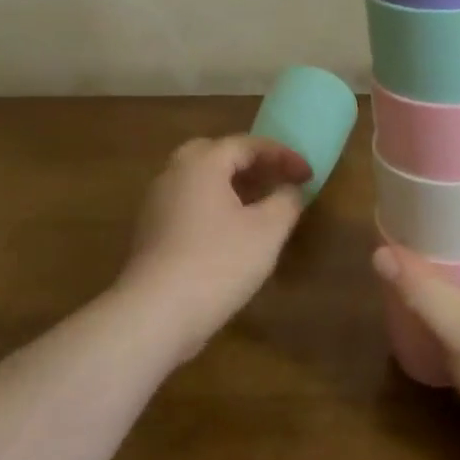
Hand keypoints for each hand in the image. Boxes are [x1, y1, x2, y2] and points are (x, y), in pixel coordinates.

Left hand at [117, 135, 312, 364]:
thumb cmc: (218, 263)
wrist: (155, 314)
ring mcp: (157, 203)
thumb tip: (290, 188)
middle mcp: (174, 173)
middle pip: (217, 154)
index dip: (283, 156)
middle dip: (251, 164)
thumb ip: (286, 201)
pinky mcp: (150, 232)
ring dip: (232, 186)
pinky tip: (232, 233)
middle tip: (277, 180)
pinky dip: (214, 206)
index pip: (248, 144)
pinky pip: (189, 204)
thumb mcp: (267, 231)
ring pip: (200, 180)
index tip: (309, 175)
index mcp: (202, 162)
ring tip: (260, 206)